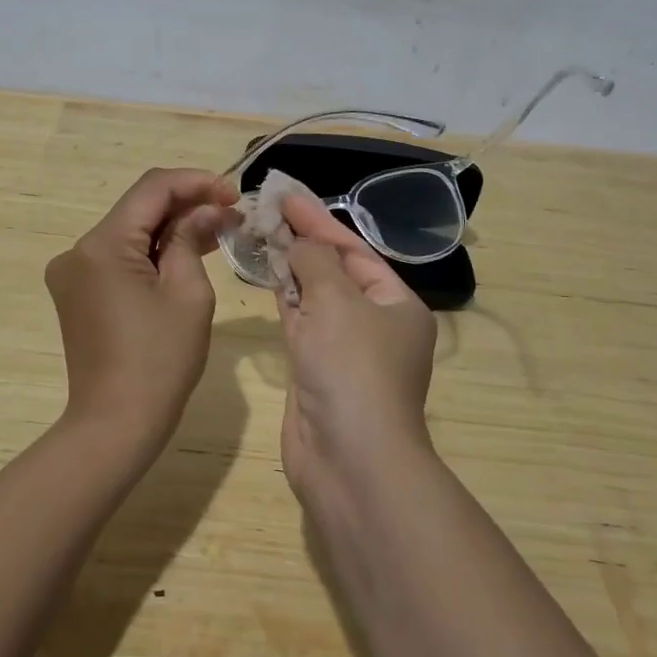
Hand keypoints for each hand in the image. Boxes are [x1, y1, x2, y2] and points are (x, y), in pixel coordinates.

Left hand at [45, 167, 237, 451]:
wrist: (116, 425)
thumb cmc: (160, 360)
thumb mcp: (188, 292)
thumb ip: (192, 238)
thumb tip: (206, 209)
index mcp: (102, 245)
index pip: (152, 188)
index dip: (195, 182)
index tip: (233, 193)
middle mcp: (78, 250)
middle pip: (138, 208)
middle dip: (186, 205)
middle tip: (231, 212)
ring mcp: (73, 272)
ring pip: (130, 232)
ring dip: (171, 228)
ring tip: (218, 229)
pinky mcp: (77, 292)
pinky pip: (119, 257)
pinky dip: (152, 252)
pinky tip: (186, 252)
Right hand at [274, 193, 437, 493]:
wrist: (350, 460)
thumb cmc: (353, 368)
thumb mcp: (337, 301)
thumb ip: (313, 261)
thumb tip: (298, 243)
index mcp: (396, 304)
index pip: (354, 249)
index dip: (319, 220)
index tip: (286, 196)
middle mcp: (375, 324)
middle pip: (335, 270)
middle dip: (302, 241)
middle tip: (267, 210)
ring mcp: (344, 349)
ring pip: (314, 296)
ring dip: (289, 267)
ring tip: (259, 232)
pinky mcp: (316, 370)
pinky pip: (300, 322)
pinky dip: (283, 297)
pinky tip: (264, 273)